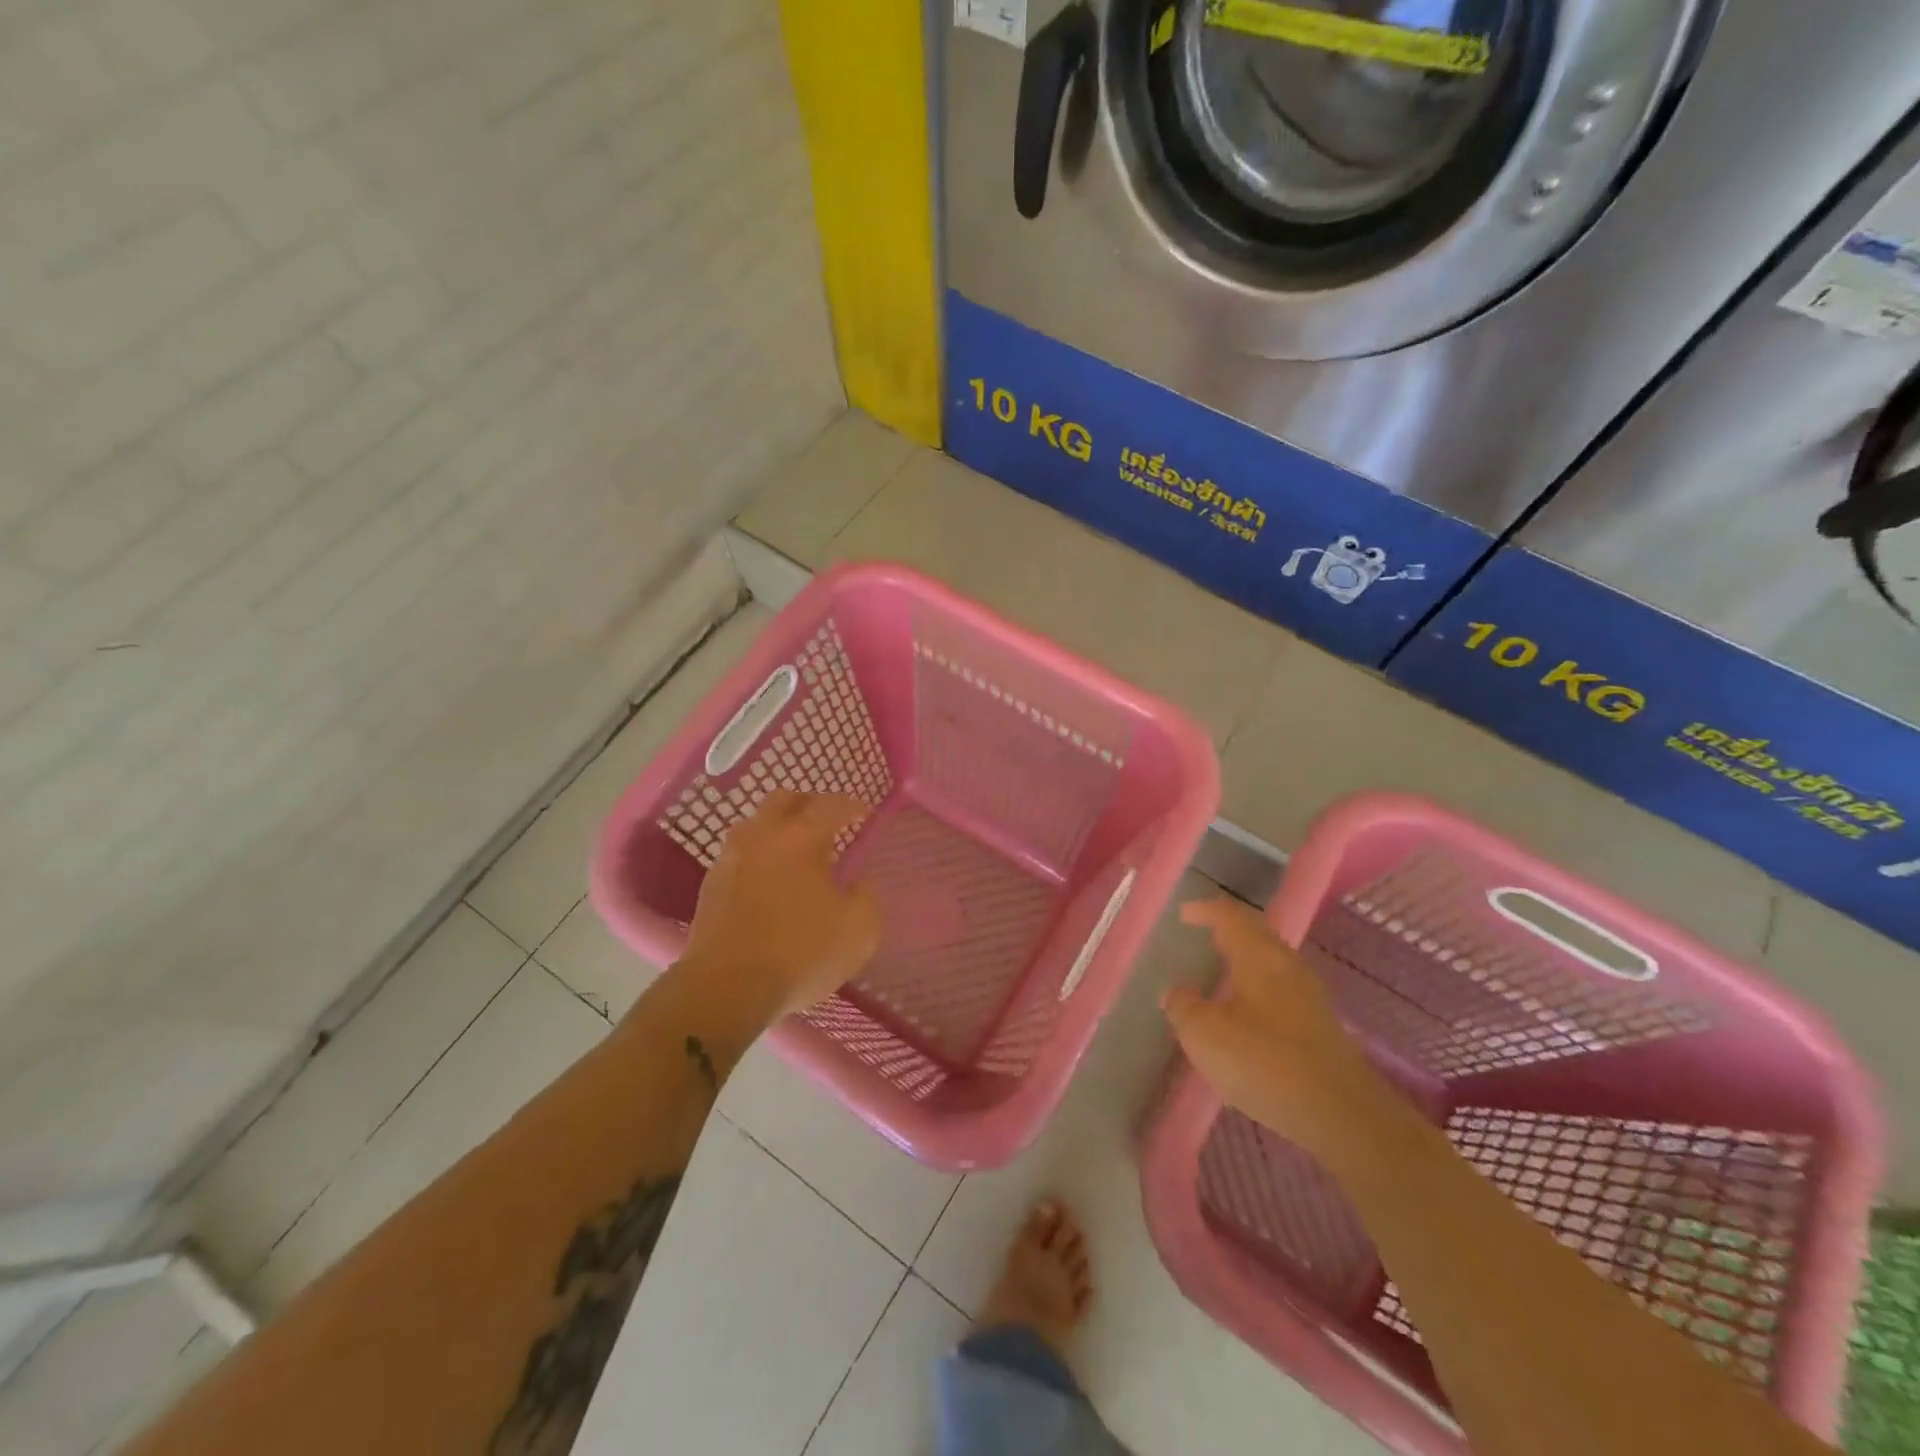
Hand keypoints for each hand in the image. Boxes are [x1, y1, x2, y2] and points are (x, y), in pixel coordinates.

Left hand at [680, 790, 881, 1021]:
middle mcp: (762, 836)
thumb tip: (857, 886)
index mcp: (801, 838)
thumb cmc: (800, 954)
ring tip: (795, 852)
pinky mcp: (710, 886)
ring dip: (777, 829)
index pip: (830, 805)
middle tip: (826, 821)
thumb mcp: (859, 932)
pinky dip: (759, 857)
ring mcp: (730, 859)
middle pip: (784, 800)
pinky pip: (740, 856)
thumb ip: (865, 899)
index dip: (851, 805)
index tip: (863, 814)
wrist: (725, 988)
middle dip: (808, 804)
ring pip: (755, 826)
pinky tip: (769, 881)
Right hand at [1162, 898, 1400, 1161]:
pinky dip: (1258, 985)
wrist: (1343, 1115)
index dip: (1205, 910)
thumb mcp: (1205, 1034)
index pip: (1230, 916)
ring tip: (1222, 969)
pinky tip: (1247, 1010)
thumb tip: (1175, 992)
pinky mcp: (1320, 1025)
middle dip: (1229, 929)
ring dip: (1246, 958)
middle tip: (1204, 933)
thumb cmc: (1265, 1062)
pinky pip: (1282, 987)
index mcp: (1258, 956)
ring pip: (1272, 961)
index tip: (1184, 914)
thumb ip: (1183, 1007)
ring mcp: (1309, 995)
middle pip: (1256, 933)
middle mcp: (1287, 965)